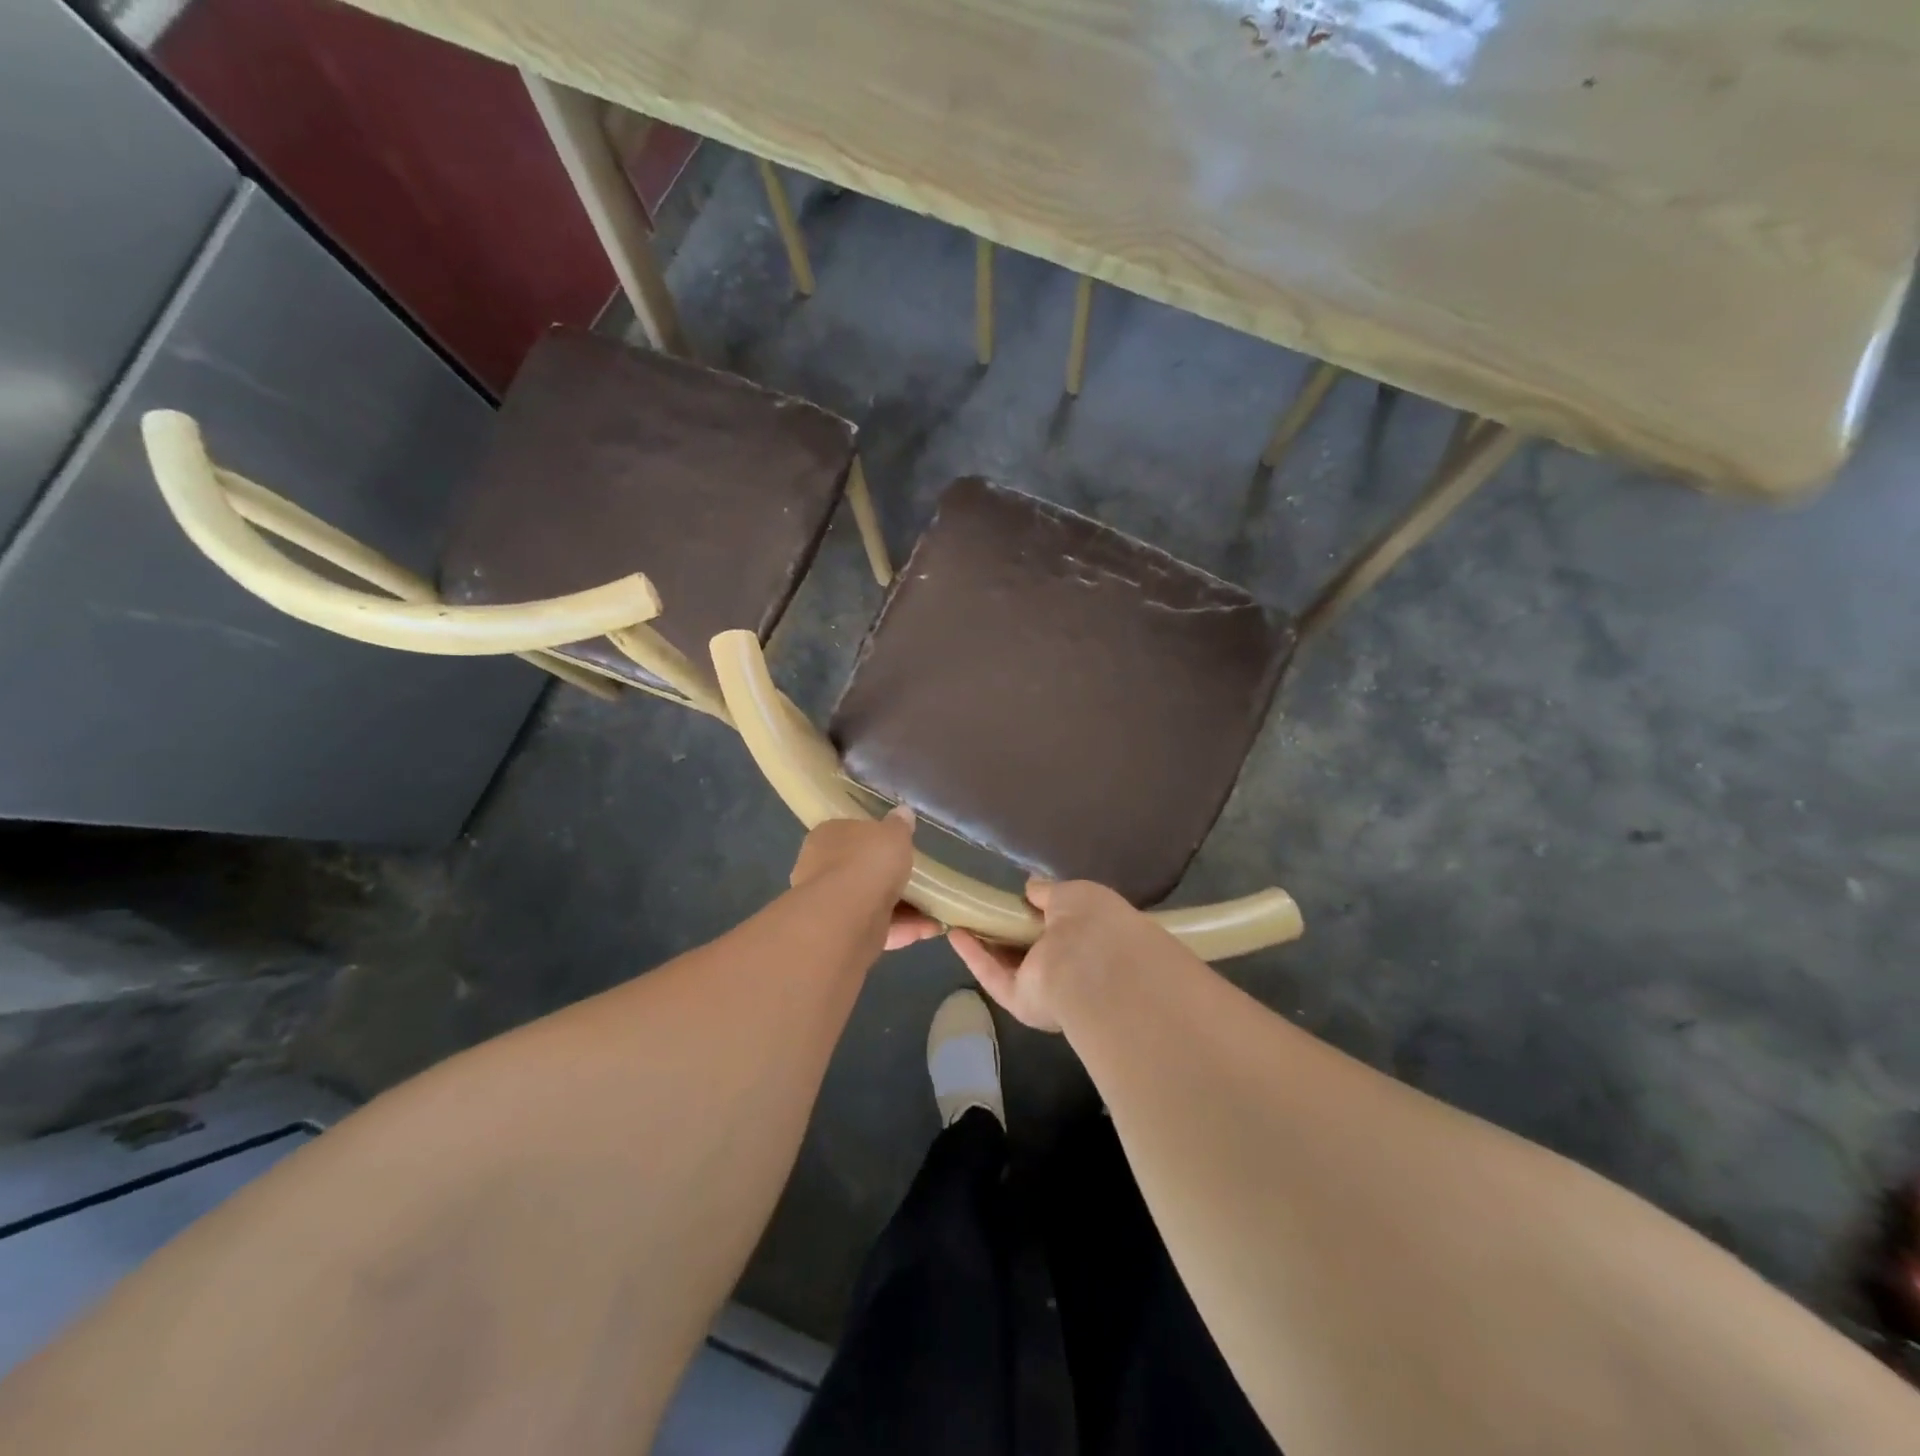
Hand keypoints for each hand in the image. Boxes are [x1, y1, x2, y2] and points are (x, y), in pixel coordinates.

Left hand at [790, 808, 941, 951]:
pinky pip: (877, 928)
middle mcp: (820, 869)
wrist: (847, 917)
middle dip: (890, 878)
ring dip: (903, 907)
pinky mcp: (842, 936)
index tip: (900, 847)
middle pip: (861, 871)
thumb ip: (900, 825)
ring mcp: (829, 905)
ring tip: (935, 909)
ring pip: (871, 902)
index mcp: (827, 837)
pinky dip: (902, 928)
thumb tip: (903, 813)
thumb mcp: (893, 833)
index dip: (876, 840)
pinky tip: (930, 929)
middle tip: (920, 880)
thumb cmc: (868, 862)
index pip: (851, 833)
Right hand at [948, 879, 1149, 1031]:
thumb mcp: (1074, 894)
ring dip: (987, 942)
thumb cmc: (1093, 924)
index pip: (1067, 925)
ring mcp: (1046, 987)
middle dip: (1010, 928)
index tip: (1019, 896)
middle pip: (1034, 946)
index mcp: (1094, 939)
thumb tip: (1031, 887)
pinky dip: (974, 956)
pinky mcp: (1021, 1001)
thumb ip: (1049, 892)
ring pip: (1011, 963)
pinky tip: (954, 934)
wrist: (1092, 971)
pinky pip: (994, 976)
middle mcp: (1072, 966)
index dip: (1042, 911)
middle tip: (984, 906)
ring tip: (961, 916)